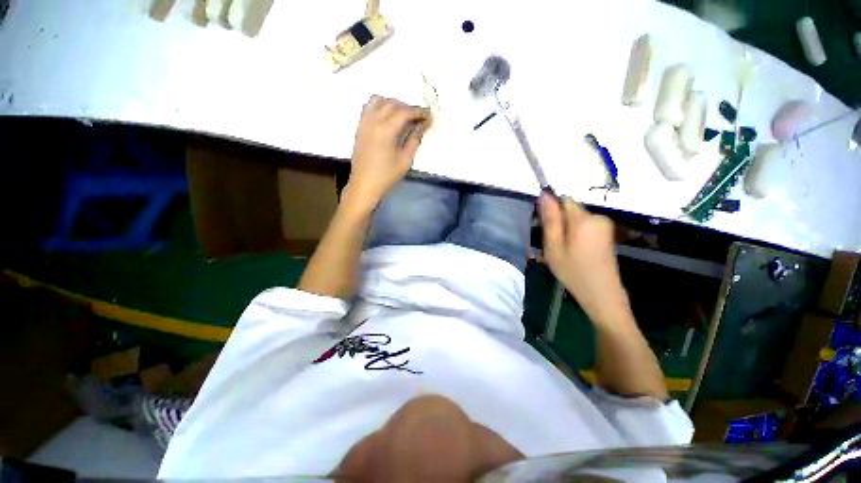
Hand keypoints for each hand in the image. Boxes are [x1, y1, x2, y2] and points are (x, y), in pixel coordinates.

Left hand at [344, 96, 430, 210]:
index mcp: (386, 130)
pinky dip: (380, 106)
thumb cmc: (387, 176)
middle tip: (418, 118)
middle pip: (392, 103)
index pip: (405, 112)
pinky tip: (388, 118)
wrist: (364, 185)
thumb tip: (423, 125)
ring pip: (378, 101)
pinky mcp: (359, 127)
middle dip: (408, 107)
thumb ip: (415, 139)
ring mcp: (364, 122)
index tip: (429, 115)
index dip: (419, 112)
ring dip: (393, 103)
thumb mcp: (405, 160)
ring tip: (403, 115)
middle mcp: (373, 121)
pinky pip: (369, 107)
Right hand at [539, 192, 627, 324]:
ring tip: (562, 251)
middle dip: (558, 222)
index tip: (544, 229)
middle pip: (569, 209)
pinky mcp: (606, 233)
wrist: (602, 295)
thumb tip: (544, 195)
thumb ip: (550, 220)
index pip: (562, 200)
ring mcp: (604, 225)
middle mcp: (597, 217)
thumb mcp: (554, 247)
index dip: (551, 212)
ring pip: (576, 218)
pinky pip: (584, 226)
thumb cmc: (574, 272)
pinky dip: (575, 235)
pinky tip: (573, 252)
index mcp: (583, 219)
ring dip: (565, 230)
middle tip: (552, 245)